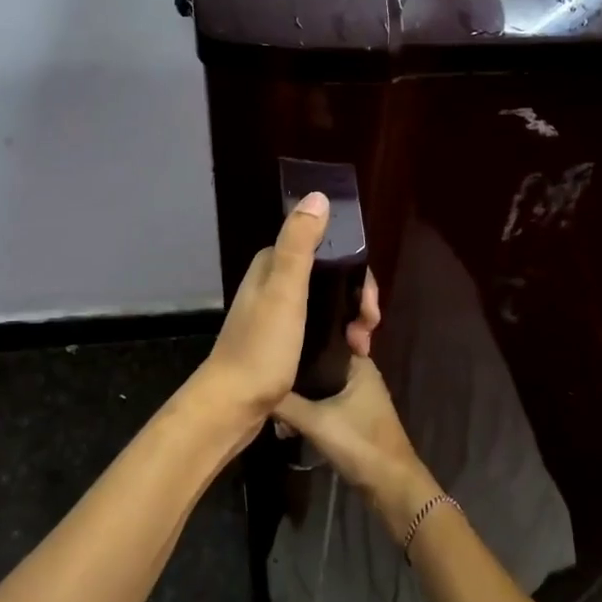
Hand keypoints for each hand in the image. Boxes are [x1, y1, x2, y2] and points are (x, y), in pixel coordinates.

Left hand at [192, 192, 381, 425]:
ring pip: (326, 305)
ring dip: (350, 320)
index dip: (355, 272)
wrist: (233, 405)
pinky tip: (349, 354)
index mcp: (272, 267)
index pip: (325, 252)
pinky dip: (337, 336)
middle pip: (329, 279)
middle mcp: (272, 285)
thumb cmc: (262, 347)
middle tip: (368, 329)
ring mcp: (276, 316)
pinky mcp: (281, 343)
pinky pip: (319, 328)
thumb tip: (318, 196)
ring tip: (362, 347)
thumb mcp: (284, 291)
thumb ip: (299, 244)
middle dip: (356, 299)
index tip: (369, 302)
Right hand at [274, 356, 438, 539]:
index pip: (324, 339)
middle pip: (318, 365)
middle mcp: (359, 374)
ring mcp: (357, 397)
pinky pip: (323, 405)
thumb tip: (253, 386)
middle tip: (264, 376)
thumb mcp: (315, 421)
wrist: (390, 485)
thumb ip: (284, 403)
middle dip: (294, 373)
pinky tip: (286, 422)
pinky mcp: (352, 417)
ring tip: (271, 403)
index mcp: (358, 364)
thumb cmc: (359, 442)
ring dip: (298, 396)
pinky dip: (307, 410)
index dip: (299, 339)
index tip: (273, 341)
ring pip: (319, 387)